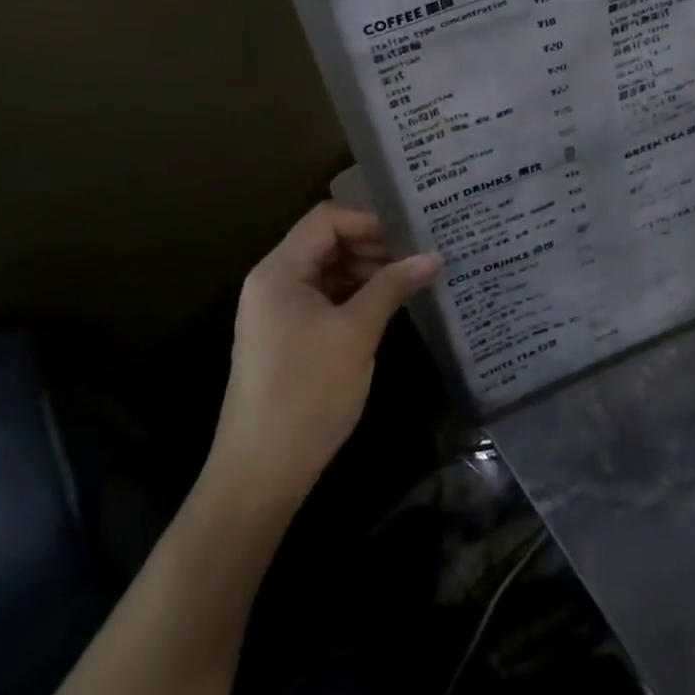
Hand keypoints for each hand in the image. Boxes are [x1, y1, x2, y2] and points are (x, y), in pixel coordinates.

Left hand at [208, 203, 439, 514]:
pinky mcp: (288, 336)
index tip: (412, 232)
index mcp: (280, 270)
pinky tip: (389, 303)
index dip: (370, 220)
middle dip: (373, 244)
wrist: (260, 475)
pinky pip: (326, 298)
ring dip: (368, 270)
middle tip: (419, 253)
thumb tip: (434, 256)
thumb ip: (393, 286)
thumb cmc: (307, 393)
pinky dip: (356, 294)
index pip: (328, 219)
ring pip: (329, 270)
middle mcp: (275, 281)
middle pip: (327, 241)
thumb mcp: (356, 333)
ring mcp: (279, 310)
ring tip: (411, 277)